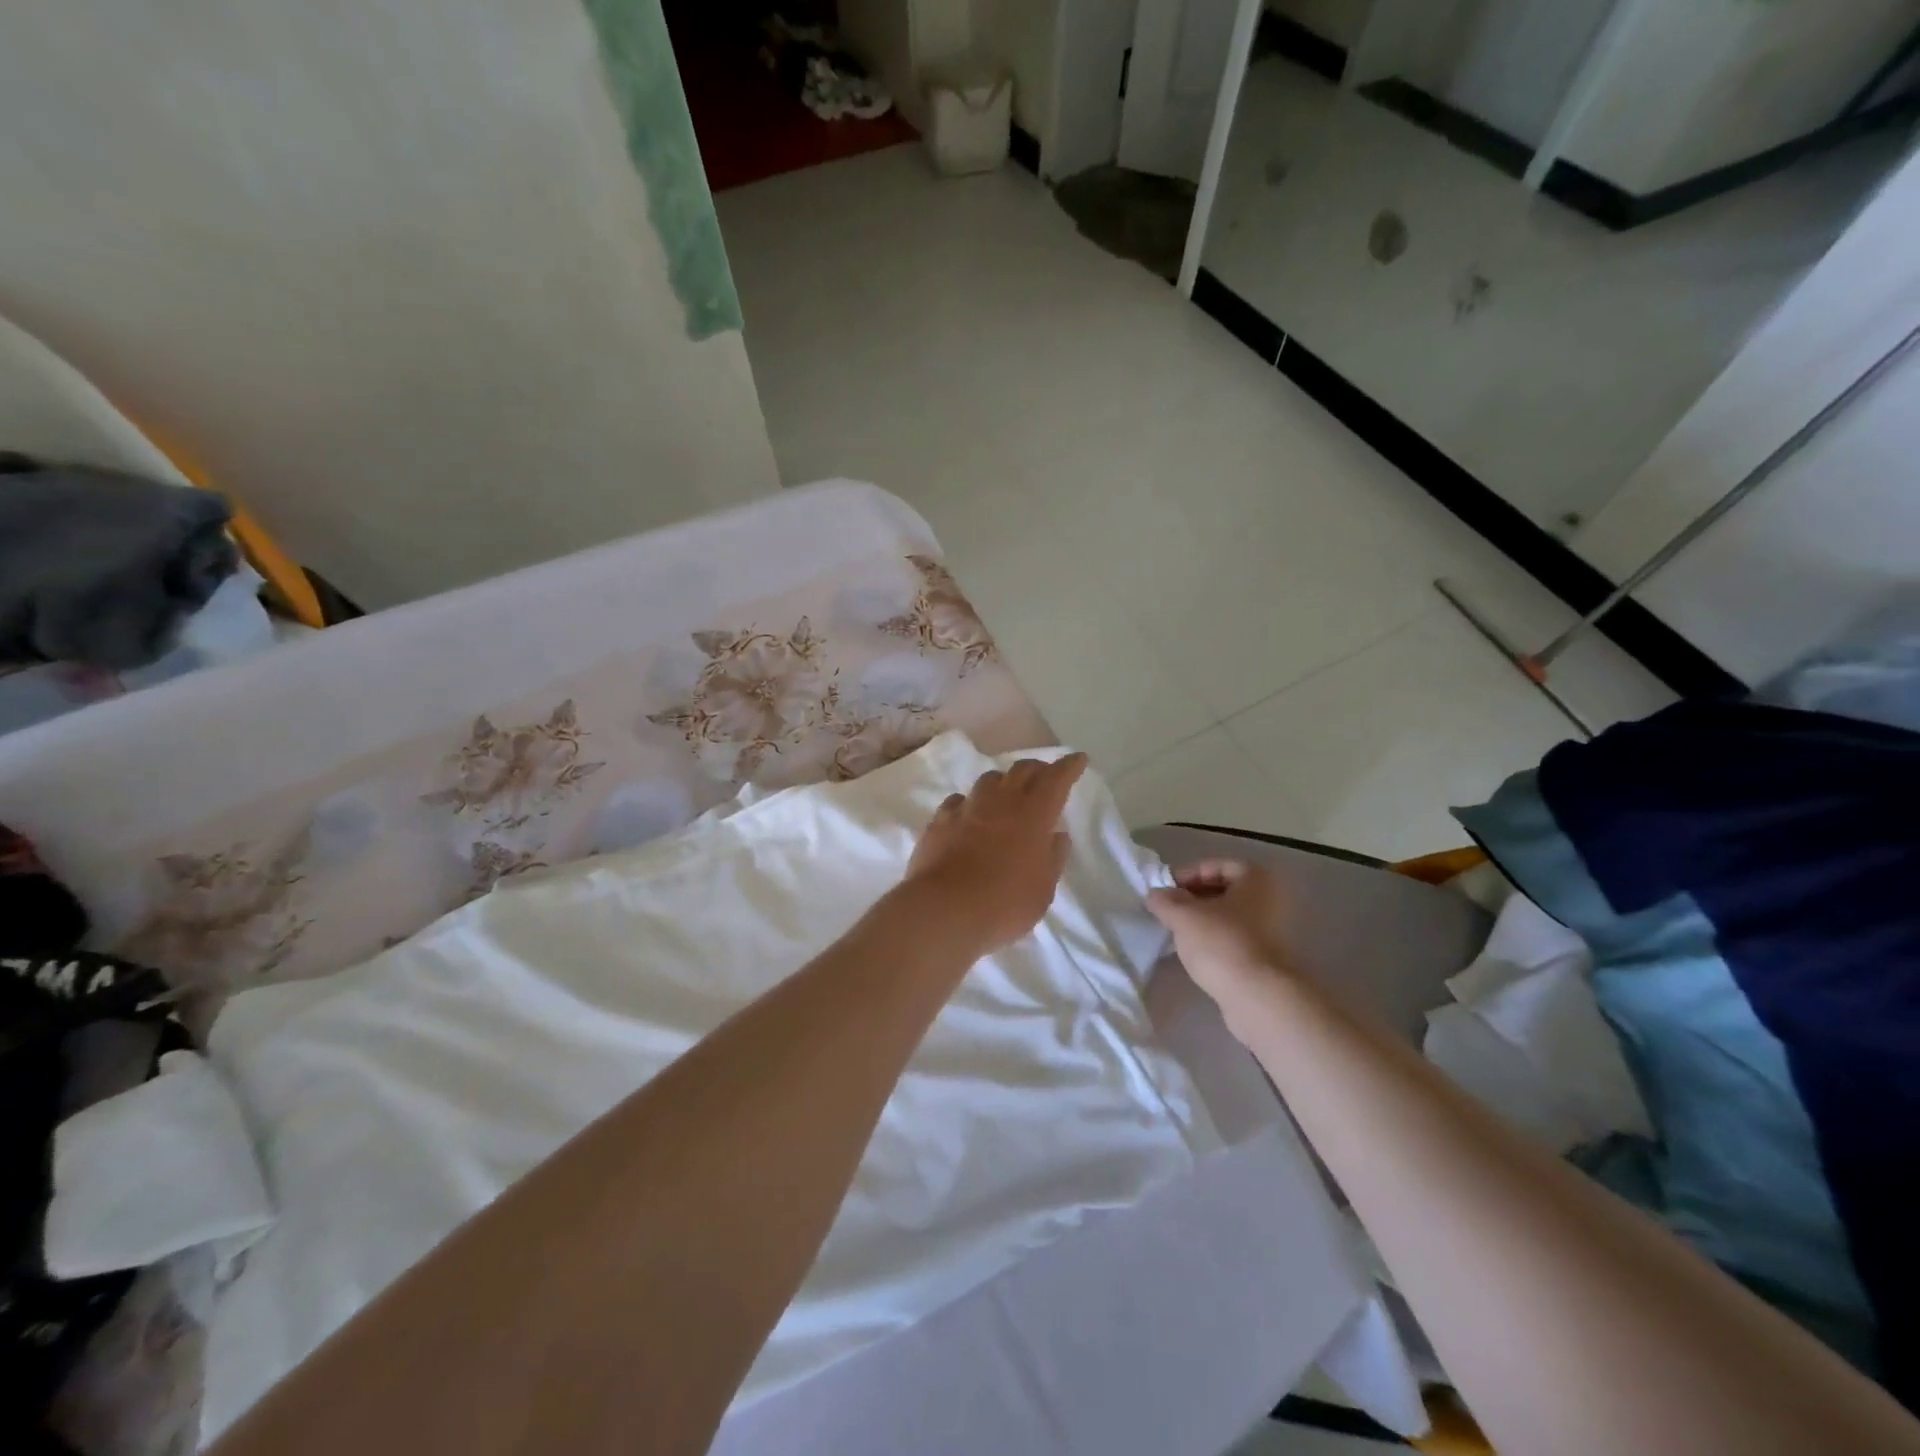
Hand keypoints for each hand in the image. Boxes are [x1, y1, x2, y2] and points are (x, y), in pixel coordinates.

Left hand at [902, 753, 1088, 957]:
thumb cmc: (1004, 904)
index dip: (1069, 767)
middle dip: (1037, 769)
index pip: (1056, 779)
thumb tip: (1057, 835)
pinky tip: (969, 814)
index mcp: (1033, 815)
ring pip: (988, 780)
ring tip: (1006, 794)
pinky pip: (958, 800)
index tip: (1078, 759)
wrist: (944, 910)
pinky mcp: (940, 821)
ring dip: (1003, 782)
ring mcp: (967, 808)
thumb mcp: (1043, 889)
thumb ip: (1053, 858)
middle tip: (1044, 777)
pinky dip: (970, 803)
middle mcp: (1000, 802)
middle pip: (1021, 770)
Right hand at [1146, 860, 1290, 1017]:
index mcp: (1256, 879)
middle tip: (1168, 910)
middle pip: (1223, 889)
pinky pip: (1235, 938)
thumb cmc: (1221, 943)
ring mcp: (1272, 930)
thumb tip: (1155, 895)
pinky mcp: (1267, 957)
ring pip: (1228, 916)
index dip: (1187, 874)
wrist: (1257, 997)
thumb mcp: (1183, 915)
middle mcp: (1270, 899)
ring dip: (1202, 920)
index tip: (1165, 890)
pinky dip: (1214, 940)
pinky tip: (1194, 952)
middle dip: (1193, 897)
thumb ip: (1165, 900)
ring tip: (1177, 931)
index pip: (1215, 865)